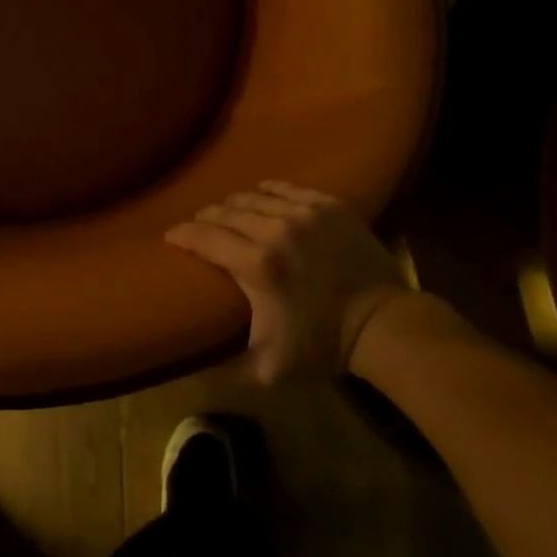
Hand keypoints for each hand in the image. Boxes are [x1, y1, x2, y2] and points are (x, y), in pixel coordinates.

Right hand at [165, 181, 409, 384]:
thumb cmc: (323, 346)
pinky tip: (262, 195)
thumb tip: (191, 366)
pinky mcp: (329, 206)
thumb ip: (225, 367)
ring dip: (233, 206)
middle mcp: (275, 230)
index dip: (180, 234)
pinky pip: (286, 188)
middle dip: (205, 219)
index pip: (202, 237)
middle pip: (223, 212)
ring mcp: (305, 213)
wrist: (385, 325)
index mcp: (256, 265)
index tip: (171, 238)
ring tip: (229, 216)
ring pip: (252, 197)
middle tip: (201, 230)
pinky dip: (268, 191)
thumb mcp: (267, 368)